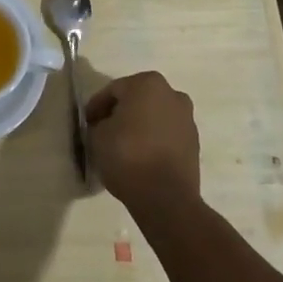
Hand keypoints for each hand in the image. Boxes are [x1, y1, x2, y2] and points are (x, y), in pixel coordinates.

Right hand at [84, 71, 200, 212]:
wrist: (166, 198)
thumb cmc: (127, 156)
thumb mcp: (97, 136)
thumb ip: (99, 123)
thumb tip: (105, 126)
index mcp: (147, 83)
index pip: (113, 90)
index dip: (97, 106)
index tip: (88, 123)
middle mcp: (172, 94)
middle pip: (137, 100)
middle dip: (121, 113)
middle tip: (104, 130)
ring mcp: (187, 119)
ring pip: (154, 117)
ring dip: (139, 126)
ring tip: (123, 146)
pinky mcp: (194, 144)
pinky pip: (167, 135)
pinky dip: (154, 140)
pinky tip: (141, 156)